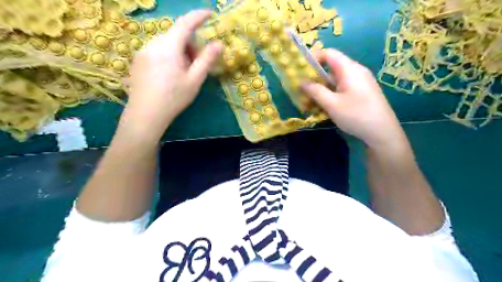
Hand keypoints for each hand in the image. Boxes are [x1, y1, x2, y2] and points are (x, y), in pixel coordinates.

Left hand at [119, 9, 221, 141]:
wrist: (145, 115)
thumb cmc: (174, 98)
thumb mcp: (195, 80)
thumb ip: (207, 59)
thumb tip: (219, 43)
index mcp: (169, 47)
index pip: (185, 23)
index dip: (198, 16)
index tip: (210, 13)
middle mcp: (153, 43)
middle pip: (176, 35)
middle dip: (190, 45)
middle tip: (197, 64)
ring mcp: (142, 51)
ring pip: (166, 43)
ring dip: (179, 51)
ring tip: (183, 72)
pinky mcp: (137, 60)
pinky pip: (157, 50)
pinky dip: (168, 55)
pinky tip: (169, 74)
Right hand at [303, 48, 404, 148]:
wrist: (383, 132)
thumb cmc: (356, 115)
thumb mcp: (331, 104)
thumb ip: (315, 91)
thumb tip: (302, 82)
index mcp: (349, 69)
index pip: (329, 53)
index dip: (313, 58)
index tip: (302, 72)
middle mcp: (356, 70)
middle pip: (332, 66)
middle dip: (316, 77)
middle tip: (304, 89)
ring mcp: (362, 81)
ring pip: (337, 78)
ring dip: (324, 87)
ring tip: (313, 100)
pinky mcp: (364, 91)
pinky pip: (344, 86)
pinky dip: (333, 92)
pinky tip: (328, 105)